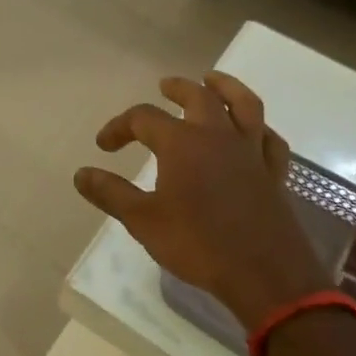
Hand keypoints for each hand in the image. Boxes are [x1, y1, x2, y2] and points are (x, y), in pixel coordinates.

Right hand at [73, 71, 330, 326]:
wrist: (264, 274)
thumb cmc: (198, 244)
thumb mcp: (143, 220)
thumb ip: (110, 193)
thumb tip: (81, 174)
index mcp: (182, 143)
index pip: (143, 118)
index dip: (119, 127)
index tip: (104, 147)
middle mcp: (218, 136)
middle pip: (198, 96)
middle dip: (177, 89)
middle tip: (163, 87)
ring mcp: (251, 152)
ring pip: (244, 104)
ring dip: (227, 87)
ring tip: (213, 80)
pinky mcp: (274, 173)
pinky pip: (270, 140)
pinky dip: (259, 129)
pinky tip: (253, 132)